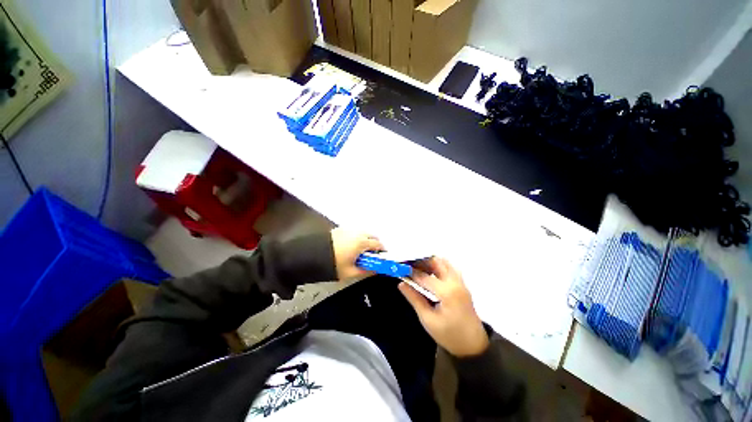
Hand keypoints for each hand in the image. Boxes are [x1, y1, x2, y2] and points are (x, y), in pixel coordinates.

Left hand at [331, 228, 383, 280]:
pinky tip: (350, 247)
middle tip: (370, 256)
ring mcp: (348, 229)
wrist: (311, 255)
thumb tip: (375, 270)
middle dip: (374, 245)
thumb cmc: (333, 264)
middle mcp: (357, 232)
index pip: (378, 244)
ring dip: (366, 240)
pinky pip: (354, 232)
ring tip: (359, 252)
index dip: (381, 252)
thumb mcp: (350, 272)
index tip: (380, 259)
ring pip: (363, 233)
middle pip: (372, 236)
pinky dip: (357, 238)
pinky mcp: (340, 229)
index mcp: (362, 242)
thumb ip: (366, 271)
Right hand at [399, 257, 488, 356]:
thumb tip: (401, 284)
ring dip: (430, 261)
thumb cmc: (449, 335)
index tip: (400, 269)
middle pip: (436, 262)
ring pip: (444, 262)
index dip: (411, 272)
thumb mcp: (428, 319)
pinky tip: (430, 271)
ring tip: (417, 267)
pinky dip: (438, 265)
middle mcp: (455, 283)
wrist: (473, 345)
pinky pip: (449, 267)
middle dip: (421, 261)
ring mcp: (460, 282)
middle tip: (408, 264)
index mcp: (447, 293)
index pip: (425, 277)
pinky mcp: (462, 284)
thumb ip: (414, 299)